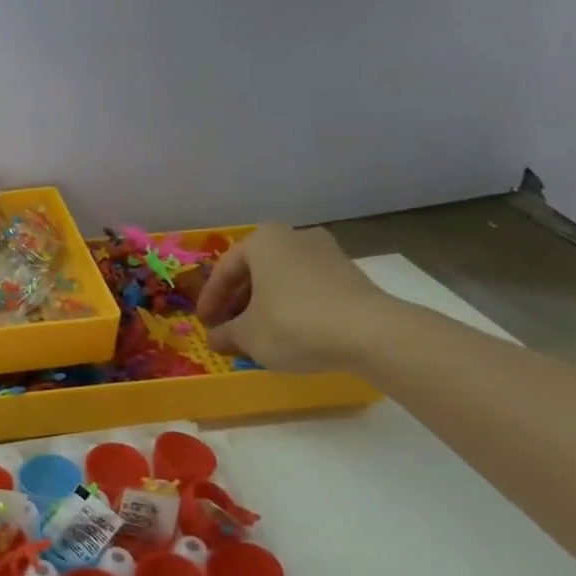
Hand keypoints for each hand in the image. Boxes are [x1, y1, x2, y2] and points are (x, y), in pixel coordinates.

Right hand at [196, 225, 395, 371]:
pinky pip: (308, 289)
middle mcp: (294, 237)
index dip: (210, 301)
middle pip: (255, 271)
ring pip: (282, 279)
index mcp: (262, 240)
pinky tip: (290, 332)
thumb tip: (215, 338)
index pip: (224, 271)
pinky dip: (292, 307)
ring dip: (265, 304)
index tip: (204, 324)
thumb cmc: (294, 323)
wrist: (371, 333)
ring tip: (258, 333)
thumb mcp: (248, 335)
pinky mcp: (351, 275)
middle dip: (238, 301)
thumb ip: (226, 334)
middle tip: (228, 327)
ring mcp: (327, 253)